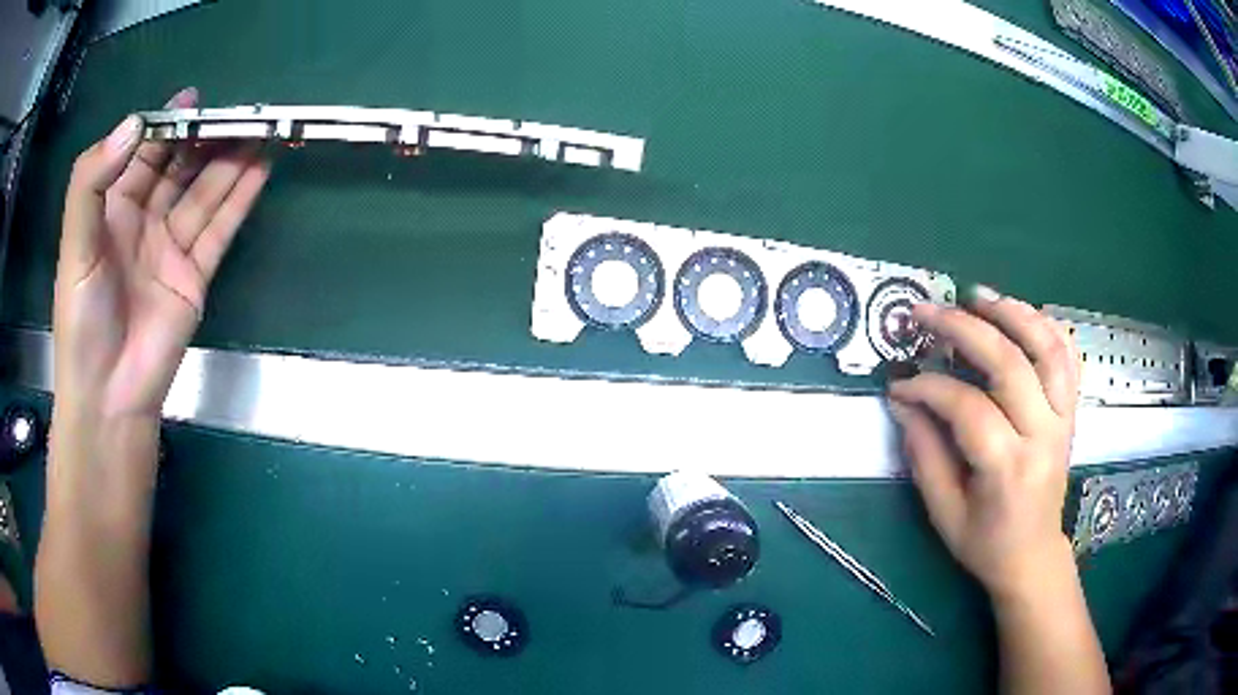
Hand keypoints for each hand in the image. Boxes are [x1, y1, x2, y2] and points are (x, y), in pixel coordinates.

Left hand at [53, 88, 269, 418]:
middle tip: (239, 111)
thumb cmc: (81, 320)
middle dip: (206, 138)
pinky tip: (261, 169)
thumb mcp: (75, 244)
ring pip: (205, 192)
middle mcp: (143, 221)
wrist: (108, 396)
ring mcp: (171, 248)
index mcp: (112, 208)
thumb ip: (92, 180)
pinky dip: (240, 199)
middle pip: (180, 167)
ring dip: (231, 161)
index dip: (167, 123)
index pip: (144, 153)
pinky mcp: (194, 276)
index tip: (194, 99)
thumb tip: (136, 122)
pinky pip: (219, 229)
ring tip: (260, 129)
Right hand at [887, 287, 1080, 598]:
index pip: (968, 408)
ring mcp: (1063, 419)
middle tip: (927, 312)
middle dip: (964, 329)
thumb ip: (925, 456)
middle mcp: (1043, 436)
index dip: (929, 388)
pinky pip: (1066, 357)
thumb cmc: (985, 543)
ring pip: (1047, 348)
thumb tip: (904, 403)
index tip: (900, 385)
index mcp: (1008, 469)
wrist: (1033, 555)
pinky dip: (1046, 326)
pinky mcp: (1071, 412)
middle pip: (1009, 363)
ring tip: (977, 296)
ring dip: (1012, 312)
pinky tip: (1020, 313)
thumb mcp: (944, 513)